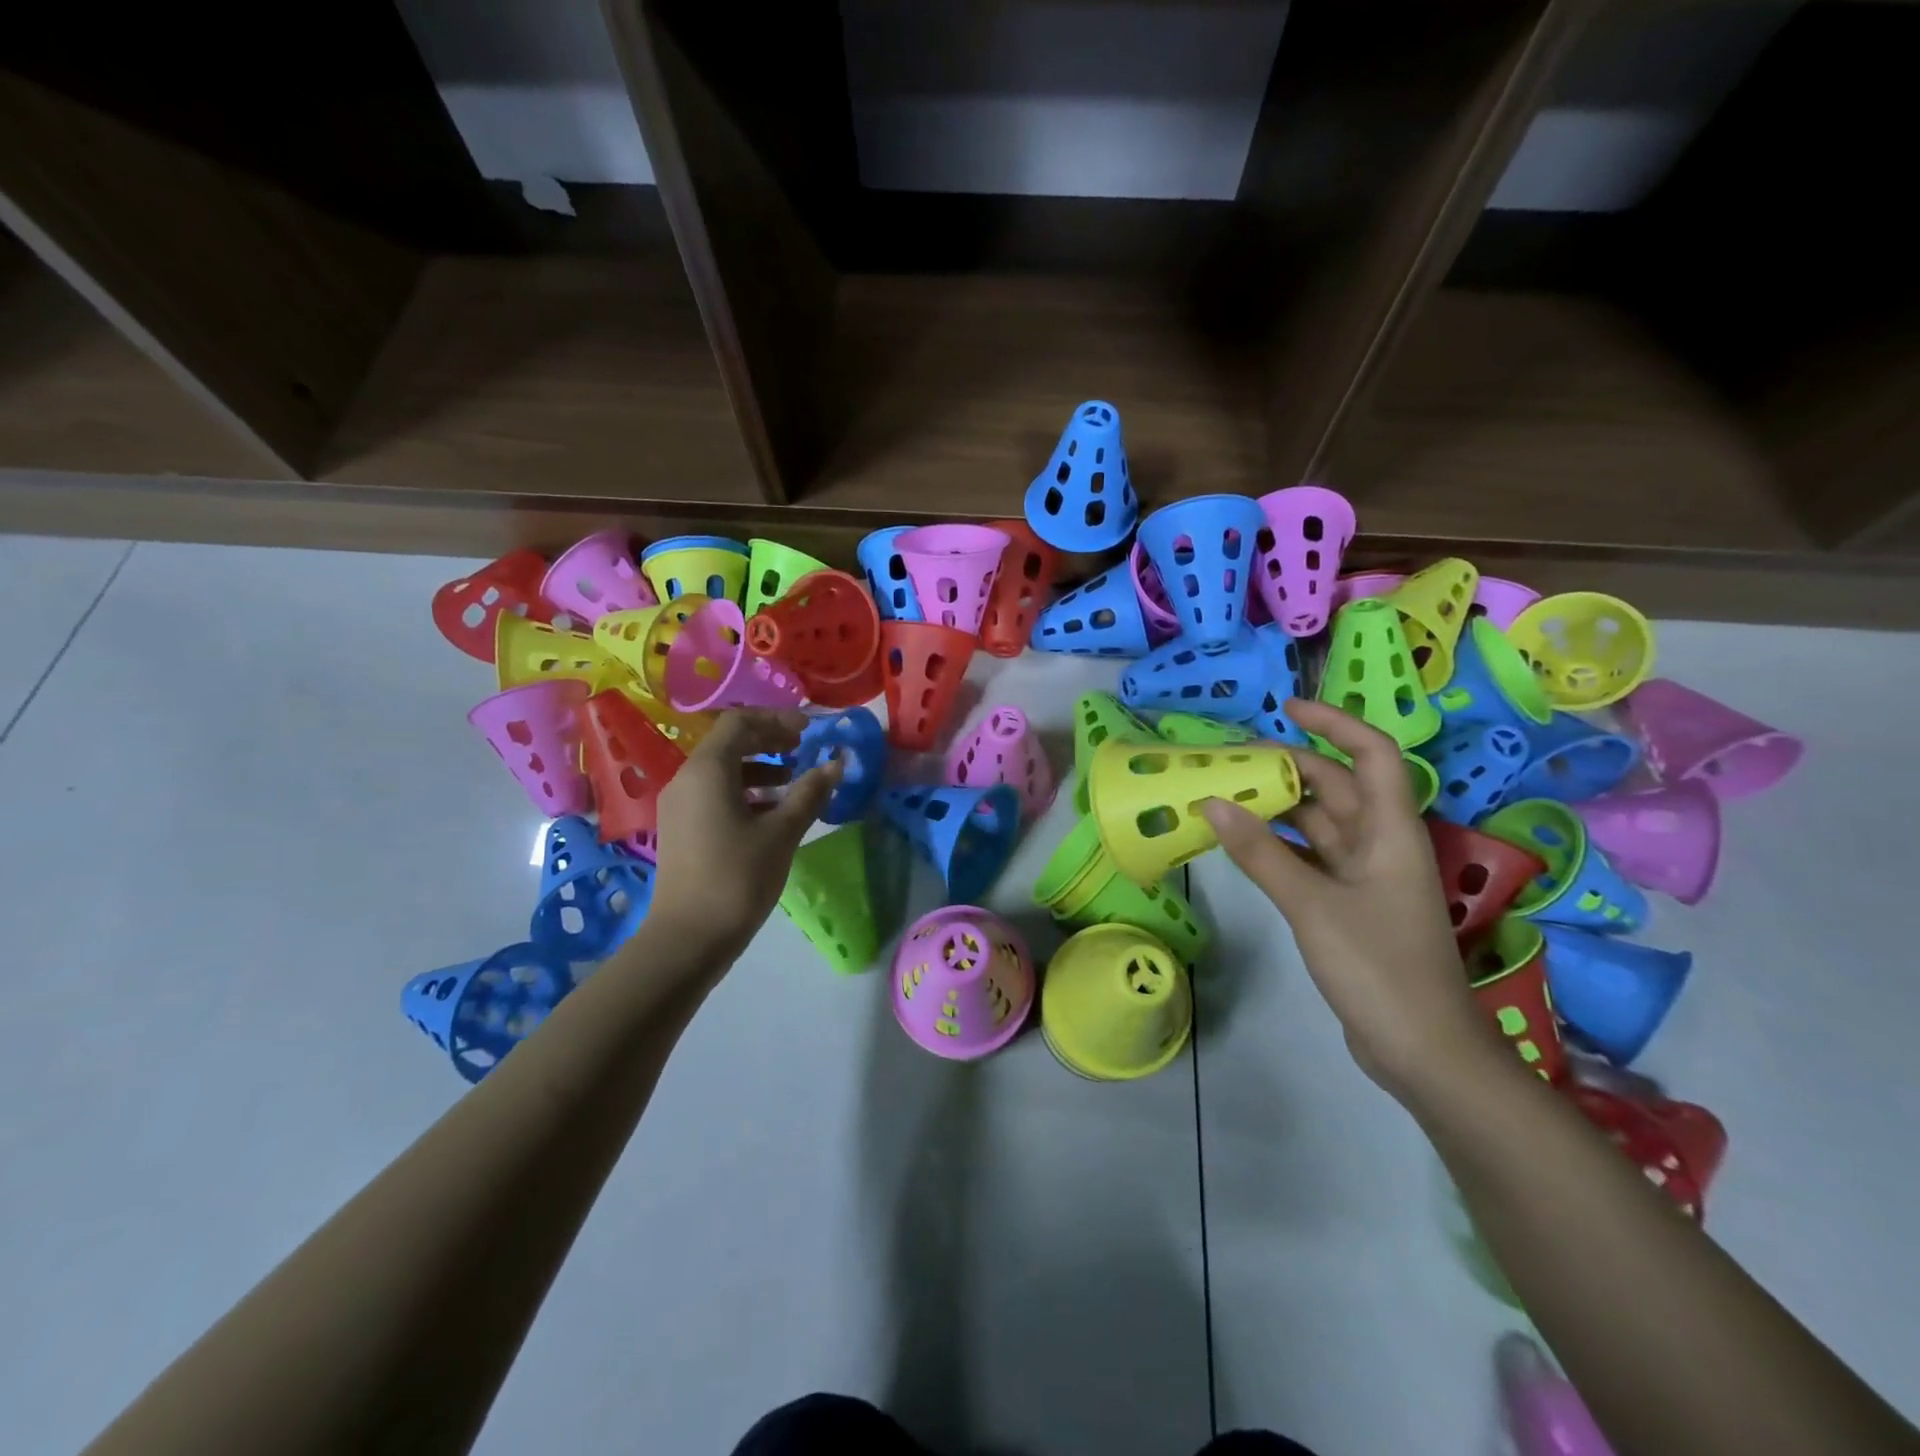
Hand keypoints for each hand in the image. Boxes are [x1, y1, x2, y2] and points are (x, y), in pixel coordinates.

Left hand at [647, 709, 842, 963]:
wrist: (688, 940)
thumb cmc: (737, 878)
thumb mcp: (781, 833)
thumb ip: (809, 793)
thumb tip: (837, 763)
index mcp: (707, 770)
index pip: (740, 722)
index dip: (777, 719)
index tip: (810, 731)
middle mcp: (687, 779)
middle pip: (729, 743)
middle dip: (770, 741)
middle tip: (805, 750)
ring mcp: (679, 805)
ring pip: (722, 770)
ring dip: (760, 768)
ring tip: (795, 783)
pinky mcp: (681, 829)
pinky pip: (714, 793)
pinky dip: (745, 791)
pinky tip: (772, 813)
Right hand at [1199, 697, 1502, 1101]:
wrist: (1422, 1050)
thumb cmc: (1378, 966)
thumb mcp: (1311, 904)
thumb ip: (1260, 852)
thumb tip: (1212, 802)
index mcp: (1390, 831)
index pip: (1372, 755)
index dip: (1335, 724)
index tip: (1287, 709)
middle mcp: (1381, 844)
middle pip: (1336, 787)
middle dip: (1288, 767)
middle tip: (1231, 760)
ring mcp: (1365, 877)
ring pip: (1318, 825)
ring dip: (1277, 808)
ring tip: (1224, 795)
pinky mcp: (1349, 905)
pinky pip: (1309, 858)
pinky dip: (1277, 847)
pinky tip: (1240, 844)